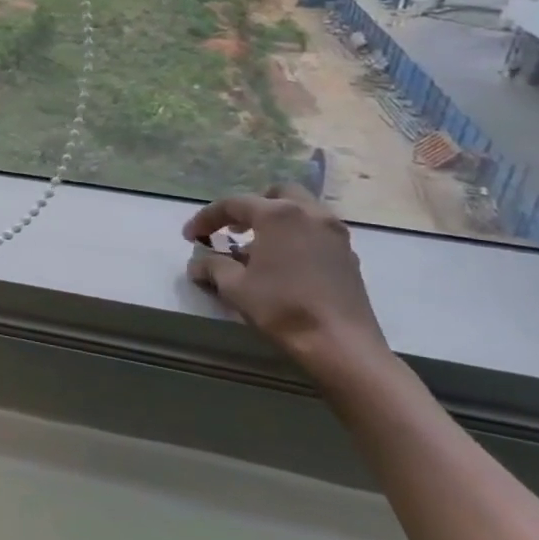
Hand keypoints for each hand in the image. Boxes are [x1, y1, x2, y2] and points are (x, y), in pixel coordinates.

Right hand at [183, 184, 391, 381]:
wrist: (341, 344)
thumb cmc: (282, 307)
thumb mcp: (234, 287)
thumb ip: (212, 267)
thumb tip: (198, 263)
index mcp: (278, 215)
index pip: (233, 204)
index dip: (206, 218)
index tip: (190, 236)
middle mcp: (309, 214)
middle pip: (276, 195)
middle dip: (251, 208)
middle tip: (233, 230)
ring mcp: (334, 233)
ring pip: (301, 211)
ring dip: (276, 222)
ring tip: (258, 248)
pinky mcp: (348, 255)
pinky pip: (316, 232)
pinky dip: (297, 237)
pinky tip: (285, 265)